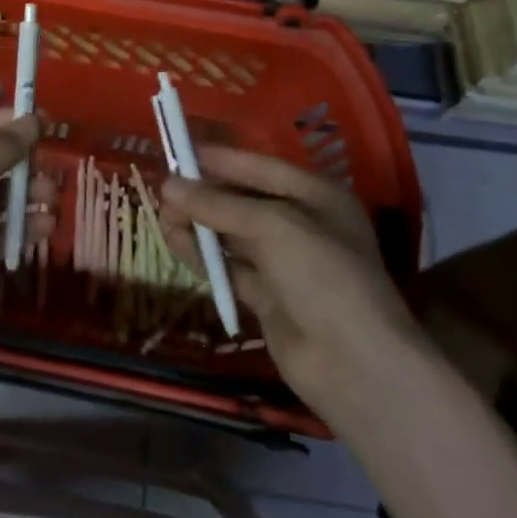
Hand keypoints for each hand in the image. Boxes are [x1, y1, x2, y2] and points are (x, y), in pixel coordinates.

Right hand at [161, 146, 419, 400]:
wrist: (354, 364)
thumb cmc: (322, 276)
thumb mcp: (272, 227)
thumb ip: (218, 205)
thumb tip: (168, 184)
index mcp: (317, 197)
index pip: (261, 168)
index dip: (222, 160)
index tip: (180, 153)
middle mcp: (302, 225)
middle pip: (244, 200)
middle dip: (205, 195)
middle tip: (163, 192)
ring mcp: (285, 264)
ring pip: (233, 235)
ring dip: (199, 226)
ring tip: (162, 220)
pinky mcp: (268, 297)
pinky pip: (229, 268)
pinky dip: (203, 257)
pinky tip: (175, 246)